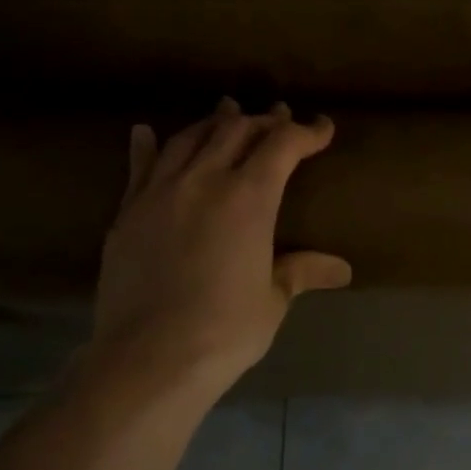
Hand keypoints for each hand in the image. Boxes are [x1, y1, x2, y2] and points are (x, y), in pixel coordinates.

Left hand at [88, 99, 351, 400]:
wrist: (149, 356)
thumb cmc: (226, 329)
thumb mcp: (273, 298)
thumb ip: (301, 271)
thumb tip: (342, 269)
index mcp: (248, 197)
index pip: (282, 146)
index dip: (306, 132)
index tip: (322, 128)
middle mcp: (203, 181)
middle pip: (235, 131)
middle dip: (263, 121)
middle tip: (279, 118)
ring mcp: (159, 193)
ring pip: (188, 139)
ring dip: (213, 123)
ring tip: (226, 113)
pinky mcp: (128, 213)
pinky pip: (140, 167)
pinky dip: (147, 145)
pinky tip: (144, 131)